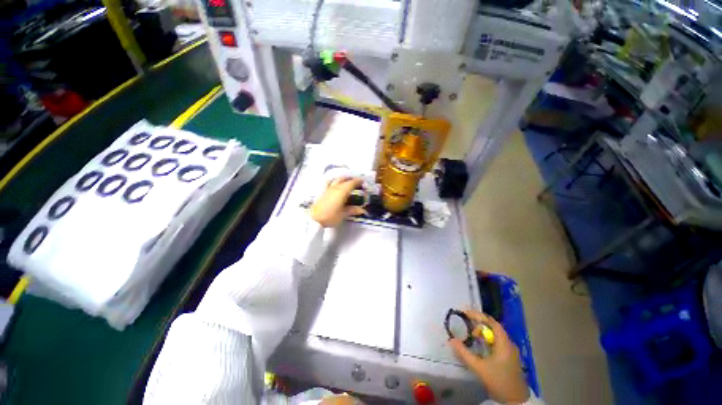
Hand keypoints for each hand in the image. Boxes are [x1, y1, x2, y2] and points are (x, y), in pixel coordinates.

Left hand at [311, 177, 365, 227]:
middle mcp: (335, 188)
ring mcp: (328, 189)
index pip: (351, 183)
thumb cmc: (330, 217)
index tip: (363, 182)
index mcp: (342, 191)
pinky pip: (329, 183)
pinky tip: (335, 184)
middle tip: (357, 182)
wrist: (314, 220)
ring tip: (347, 181)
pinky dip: (334, 181)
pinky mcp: (323, 192)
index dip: (358, 181)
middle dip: (351, 179)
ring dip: (343, 178)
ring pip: (336, 179)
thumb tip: (362, 210)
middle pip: (344, 179)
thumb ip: (353, 210)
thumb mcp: (343, 214)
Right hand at [449, 310, 529, 403]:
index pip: (491, 322)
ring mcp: (511, 351)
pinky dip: (487, 339)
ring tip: (471, 334)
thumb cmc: (498, 381)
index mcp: (504, 343)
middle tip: (466, 324)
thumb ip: (464, 353)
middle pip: (493, 327)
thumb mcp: (479, 367)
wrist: (515, 401)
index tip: (465, 313)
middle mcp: (509, 344)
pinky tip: (480, 345)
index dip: (478, 316)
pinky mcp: (510, 358)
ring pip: (495, 335)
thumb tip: (451, 340)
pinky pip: (497, 342)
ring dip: (483, 332)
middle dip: (479, 323)